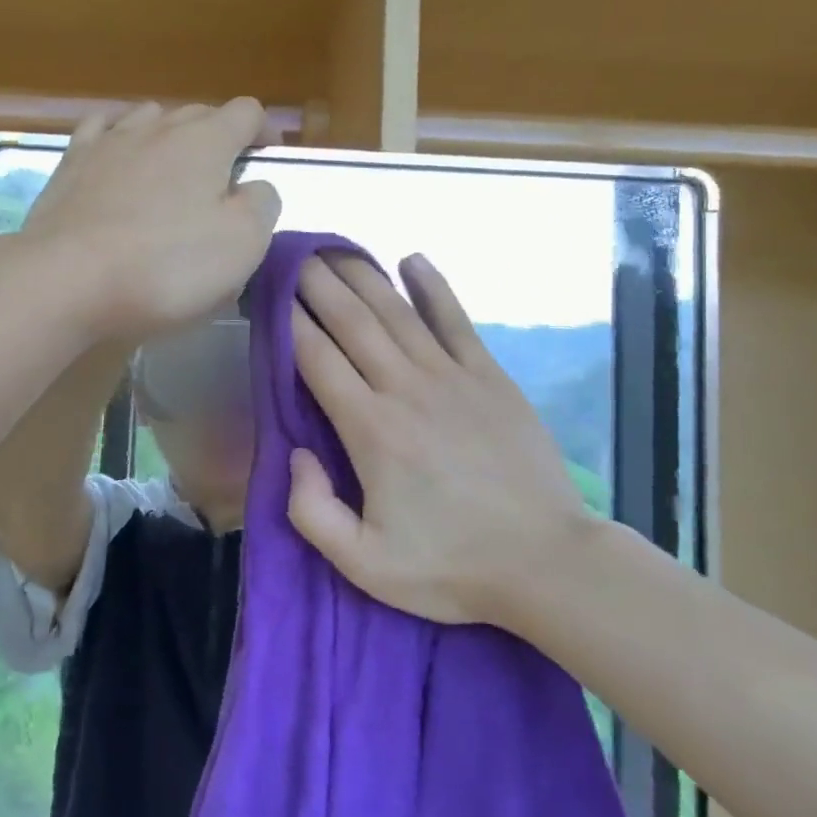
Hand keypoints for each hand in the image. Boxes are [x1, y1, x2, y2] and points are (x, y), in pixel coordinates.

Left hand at [20, 100, 281, 342]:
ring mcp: (108, 141)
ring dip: (168, 137)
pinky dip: (118, 138)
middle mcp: (157, 127)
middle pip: (198, 114)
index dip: (263, 131)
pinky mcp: (70, 165)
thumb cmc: (165, 267)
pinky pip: (100, 130)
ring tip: (171, 171)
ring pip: (149, 118)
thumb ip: (262, 205)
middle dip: (219, 138)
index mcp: (206, 141)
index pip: (246, 112)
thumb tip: (255, 187)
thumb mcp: (242, 245)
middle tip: (223, 181)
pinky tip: (117, 156)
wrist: (66, 281)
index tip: (267, 158)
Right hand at [286, 253, 601, 626]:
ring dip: (362, 276)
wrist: (547, 563)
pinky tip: (412, 258)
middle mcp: (405, 389)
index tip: (269, 294)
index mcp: (370, 430)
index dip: (289, 321)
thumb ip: (312, 511)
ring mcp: (451, 377)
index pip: (317, 358)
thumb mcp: (364, 565)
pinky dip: (433, 286)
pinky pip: (455, 319)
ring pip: (397, 312)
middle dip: (317, 284)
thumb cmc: (451, 567)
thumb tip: (296, 453)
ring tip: (334, 250)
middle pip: (352, 322)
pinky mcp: (489, 377)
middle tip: (292, 254)